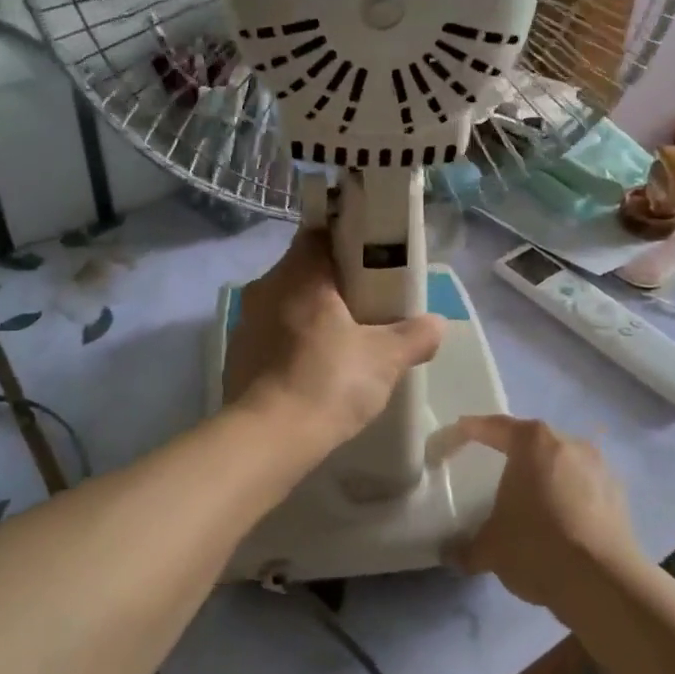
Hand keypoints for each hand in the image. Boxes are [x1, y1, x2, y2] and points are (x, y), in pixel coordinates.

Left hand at [224, 230, 444, 444]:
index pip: (318, 234)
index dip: (346, 240)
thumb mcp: (386, 357)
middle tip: (367, 303)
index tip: (370, 259)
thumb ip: (415, 335)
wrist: (268, 439)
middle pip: (303, 271)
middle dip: (333, 283)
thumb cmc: (329, 381)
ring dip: (311, 315)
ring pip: (286, 304)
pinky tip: (315, 369)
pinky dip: (293, 344)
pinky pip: (272, 336)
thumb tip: (437, 323)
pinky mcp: (237, 357)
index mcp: (299, 274)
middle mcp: (265, 289)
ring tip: (344, 339)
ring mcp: (245, 324)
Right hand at [450, 416, 638, 608]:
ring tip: (531, 501)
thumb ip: (467, 547)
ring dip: (545, 478)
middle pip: (533, 442)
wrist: (605, 583)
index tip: (458, 433)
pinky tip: (561, 524)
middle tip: (495, 469)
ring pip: (562, 464)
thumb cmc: (537, 547)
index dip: (472, 430)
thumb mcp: (491, 549)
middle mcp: (568, 443)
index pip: (494, 427)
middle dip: (514, 455)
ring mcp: (599, 467)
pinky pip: (585, 488)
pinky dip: (570, 498)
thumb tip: (451, 554)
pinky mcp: (619, 495)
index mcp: (532, 442)